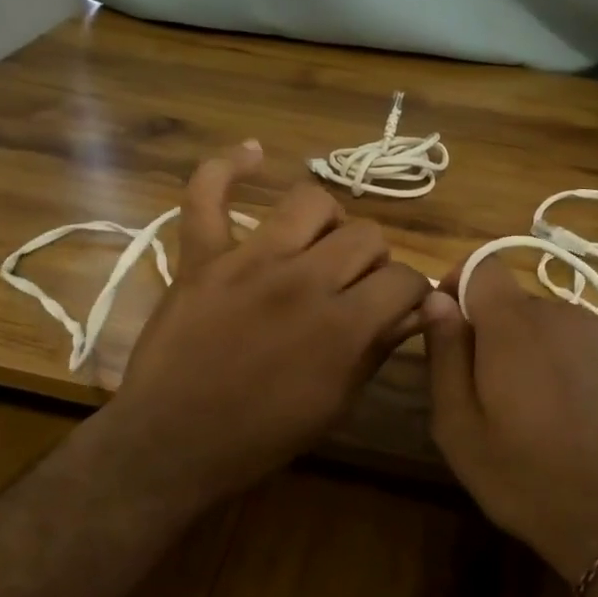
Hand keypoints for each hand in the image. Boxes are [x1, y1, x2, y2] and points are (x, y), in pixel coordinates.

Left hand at [94, 142, 431, 509]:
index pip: (404, 279)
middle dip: (373, 261)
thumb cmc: (261, 436)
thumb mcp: (335, 403)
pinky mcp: (203, 256)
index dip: (411, 293)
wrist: (172, 442)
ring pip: (311, 202)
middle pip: (365, 235)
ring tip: (319, 246)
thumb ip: (379, 347)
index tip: (400, 306)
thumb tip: (425, 308)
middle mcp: (303, 280)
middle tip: (355, 288)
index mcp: (342, 325)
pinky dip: (227, 167)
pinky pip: (207, 193)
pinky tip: (253, 153)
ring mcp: (249, 261)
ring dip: (327, 222)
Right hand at [421, 258, 597, 584]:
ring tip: (537, 410)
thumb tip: (438, 300)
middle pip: (517, 303)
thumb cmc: (525, 476)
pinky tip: (576, 416)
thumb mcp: (458, 426)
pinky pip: (588, 347)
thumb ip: (445, 353)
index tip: (453, 327)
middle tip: (492, 392)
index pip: (482, 266)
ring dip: (536, 350)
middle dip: (497, 332)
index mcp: (513, 324)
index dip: (461, 287)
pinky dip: (572, 367)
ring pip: (553, 325)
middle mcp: (563, 314)